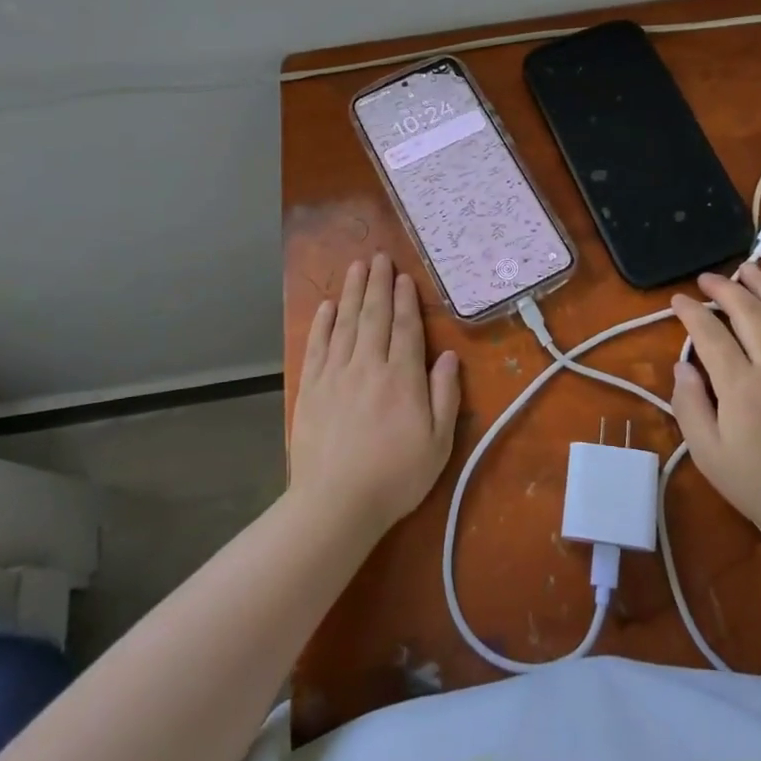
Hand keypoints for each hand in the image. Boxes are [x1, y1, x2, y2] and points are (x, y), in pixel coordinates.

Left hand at [289, 253, 461, 533]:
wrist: (336, 503)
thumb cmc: (395, 476)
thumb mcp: (438, 442)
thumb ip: (444, 395)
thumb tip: (448, 356)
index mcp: (402, 377)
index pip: (405, 327)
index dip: (405, 300)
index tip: (404, 276)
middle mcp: (368, 365)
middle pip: (373, 315)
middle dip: (377, 284)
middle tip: (379, 256)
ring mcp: (336, 374)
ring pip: (346, 323)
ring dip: (352, 292)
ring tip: (356, 267)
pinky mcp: (311, 387)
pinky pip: (317, 345)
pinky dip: (322, 322)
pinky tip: (327, 305)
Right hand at [669, 263, 760, 543]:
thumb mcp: (708, 454)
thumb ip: (689, 405)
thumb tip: (682, 366)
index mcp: (742, 385)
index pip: (710, 333)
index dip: (690, 312)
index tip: (677, 301)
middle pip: (750, 310)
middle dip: (724, 288)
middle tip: (706, 280)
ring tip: (748, 270)